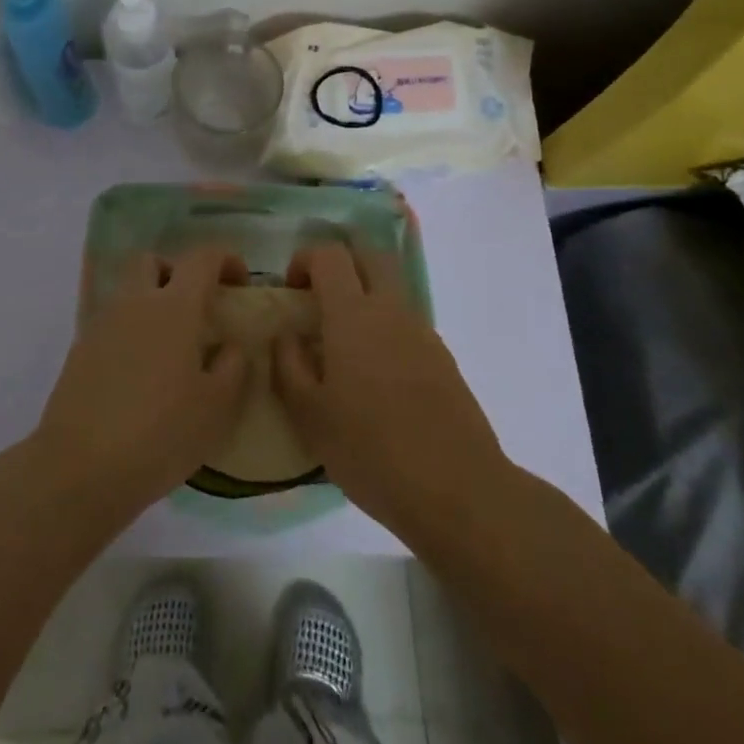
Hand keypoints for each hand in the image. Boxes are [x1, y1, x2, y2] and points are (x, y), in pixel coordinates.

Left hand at [31, 248, 251, 516]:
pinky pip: (112, 325)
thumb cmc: (160, 433)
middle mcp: (135, 304)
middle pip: (152, 262)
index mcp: (174, 307)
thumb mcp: (216, 407)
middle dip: (177, 272)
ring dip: (152, 304)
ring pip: (129, 293)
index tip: (239, 281)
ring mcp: (102, 325)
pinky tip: (142, 376)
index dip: (225, 259)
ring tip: (171, 349)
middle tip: (195, 307)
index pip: (201, 258)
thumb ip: (233, 367)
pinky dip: (131, 334)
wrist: (80, 467)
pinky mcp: (80, 352)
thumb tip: (231, 345)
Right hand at [273, 242, 506, 536]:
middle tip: (319, 299)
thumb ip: (289, 365)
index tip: (291, 290)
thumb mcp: (309, 415)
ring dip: (365, 296)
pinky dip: (386, 328)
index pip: (330, 254)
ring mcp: (422, 332)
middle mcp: (390, 309)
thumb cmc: (371, 450)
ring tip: (344, 345)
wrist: (457, 490)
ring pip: (392, 288)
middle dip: (341, 264)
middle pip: (369, 255)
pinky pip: (407, 323)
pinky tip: (376, 378)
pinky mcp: (443, 358)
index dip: (305, 259)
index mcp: (352, 314)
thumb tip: (286, 334)